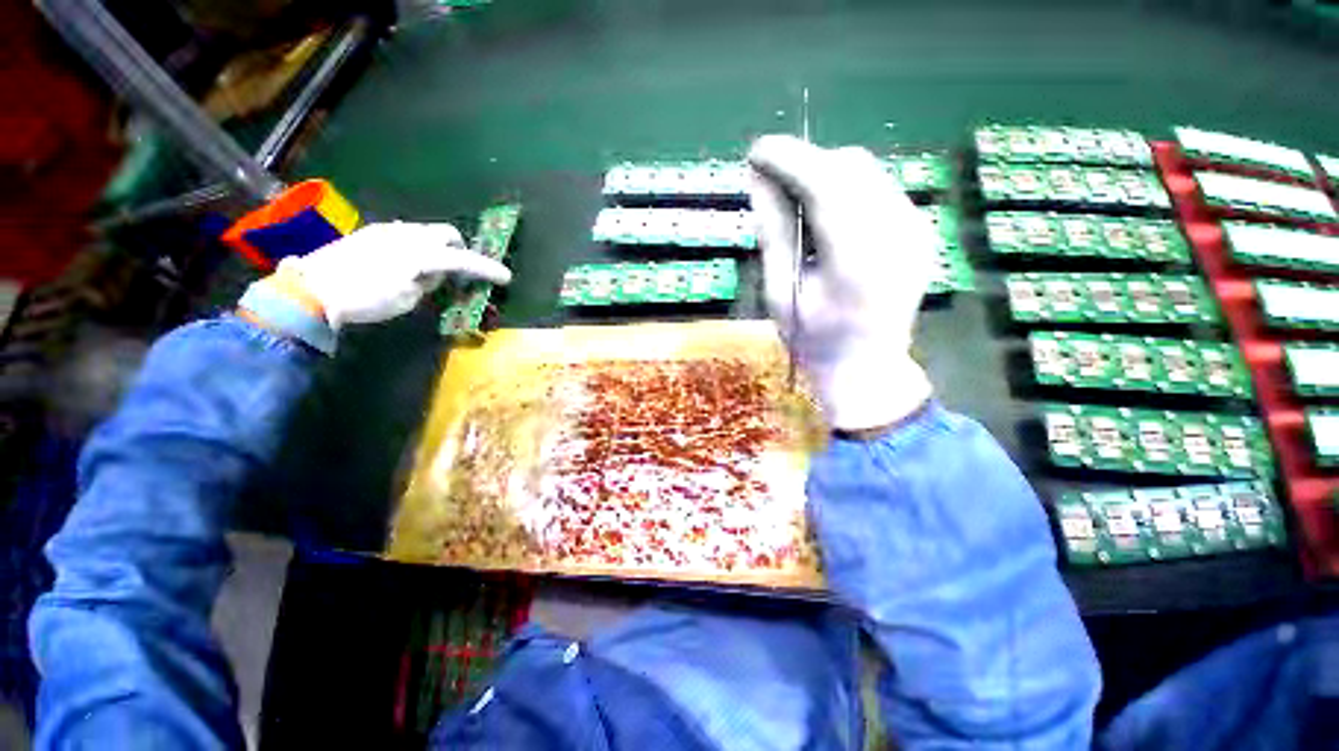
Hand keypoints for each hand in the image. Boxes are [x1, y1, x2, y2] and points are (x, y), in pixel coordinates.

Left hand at [283, 221, 511, 329]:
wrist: (310, 289)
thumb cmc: (365, 300)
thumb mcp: (407, 299)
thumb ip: (428, 282)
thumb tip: (434, 273)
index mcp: (420, 254)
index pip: (464, 260)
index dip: (488, 269)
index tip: (506, 277)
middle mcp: (407, 235)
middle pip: (446, 233)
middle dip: (459, 249)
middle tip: (457, 270)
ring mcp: (387, 230)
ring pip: (426, 231)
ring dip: (437, 247)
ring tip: (428, 269)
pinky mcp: (370, 232)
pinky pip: (405, 233)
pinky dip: (416, 245)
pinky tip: (404, 263)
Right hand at [748, 135, 933, 430]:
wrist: (866, 366)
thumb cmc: (813, 339)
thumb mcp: (780, 293)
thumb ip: (772, 234)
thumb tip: (757, 179)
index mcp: (857, 260)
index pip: (825, 184)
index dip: (788, 159)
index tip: (756, 153)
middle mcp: (898, 234)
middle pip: (849, 167)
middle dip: (805, 165)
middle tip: (773, 185)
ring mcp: (916, 229)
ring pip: (866, 172)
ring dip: (824, 176)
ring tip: (797, 205)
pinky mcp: (921, 229)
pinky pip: (878, 188)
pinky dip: (845, 190)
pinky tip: (827, 220)